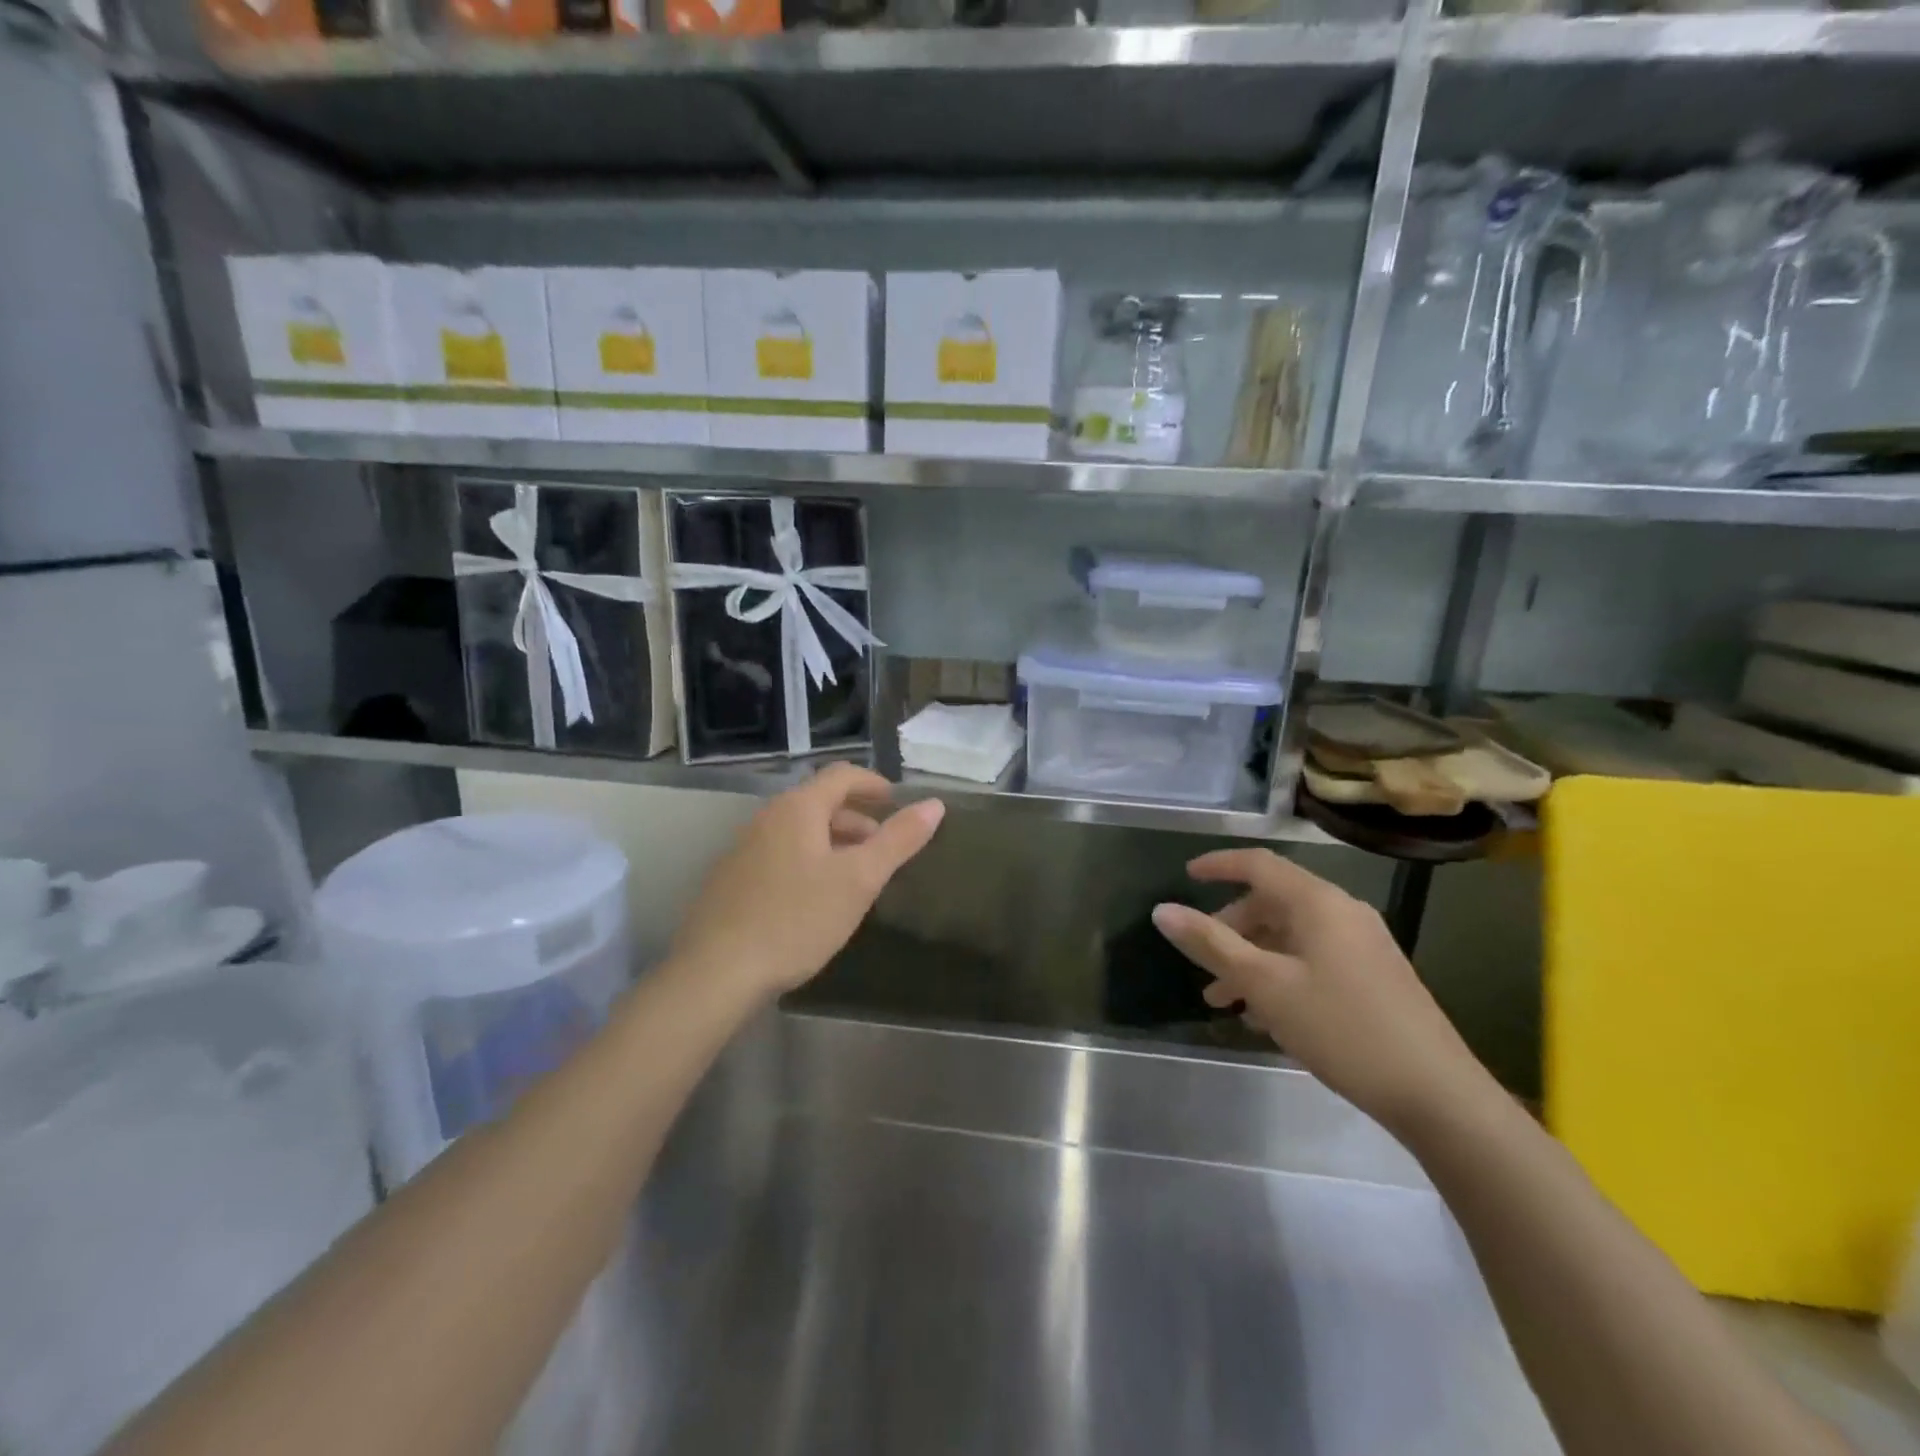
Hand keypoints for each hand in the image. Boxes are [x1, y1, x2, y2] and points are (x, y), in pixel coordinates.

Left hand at [670, 764, 945, 1000]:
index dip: (874, 784)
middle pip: (819, 802)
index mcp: (798, 809)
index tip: (897, 803)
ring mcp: (744, 848)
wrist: (716, 972)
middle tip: (882, 846)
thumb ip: (898, 840)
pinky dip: (808, 860)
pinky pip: (780, 854)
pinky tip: (815, 899)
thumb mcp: (859, 880)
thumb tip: (935, 805)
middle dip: (856, 818)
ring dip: (833, 842)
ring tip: (855, 876)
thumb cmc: (796, 919)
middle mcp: (767, 818)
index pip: (841, 775)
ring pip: (799, 831)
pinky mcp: (731, 879)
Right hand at [1151, 849, 1491, 1132]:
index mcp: (1318, 903)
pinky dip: (1281, 974)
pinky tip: (1266, 1016)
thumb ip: (1211, 944)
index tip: (1187, 875)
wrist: (1437, 1094)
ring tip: (1225, 1002)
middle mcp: (1343, 913)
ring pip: (1292, 937)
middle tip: (1202, 963)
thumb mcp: (1264, 985)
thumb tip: (1162, 910)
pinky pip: (1313, 959)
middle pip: (1273, 903)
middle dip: (1230, 929)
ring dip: (1253, 959)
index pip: (1259, 864)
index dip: (1219, 865)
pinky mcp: (1375, 977)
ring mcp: (1364, 945)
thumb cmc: (1341, 1028)